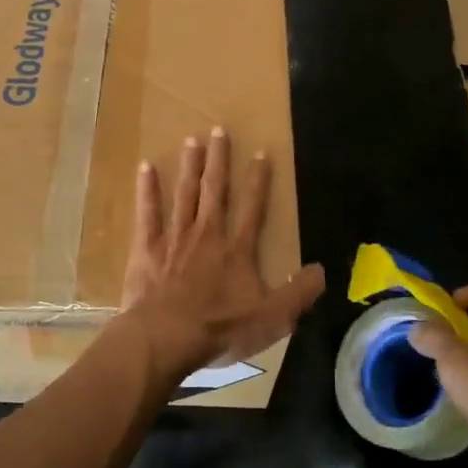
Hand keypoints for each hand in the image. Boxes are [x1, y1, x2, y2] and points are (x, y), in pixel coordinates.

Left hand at [120, 127, 324, 373]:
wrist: (166, 337)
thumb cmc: (219, 328)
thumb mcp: (272, 319)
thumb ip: (299, 293)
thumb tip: (322, 271)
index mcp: (237, 250)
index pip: (253, 208)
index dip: (259, 180)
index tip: (261, 153)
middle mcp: (207, 234)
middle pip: (215, 190)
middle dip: (219, 160)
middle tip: (218, 130)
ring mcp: (175, 238)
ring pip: (184, 194)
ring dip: (189, 166)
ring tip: (192, 140)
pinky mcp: (146, 248)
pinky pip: (147, 213)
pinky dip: (146, 190)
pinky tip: (145, 168)